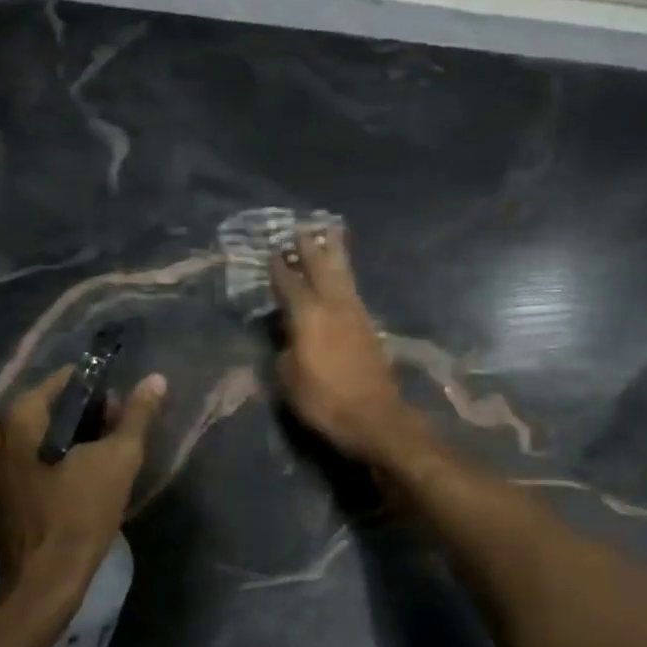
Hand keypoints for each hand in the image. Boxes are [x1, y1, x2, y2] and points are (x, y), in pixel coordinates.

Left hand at [0, 364, 167, 599]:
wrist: (44, 582)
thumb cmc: (79, 513)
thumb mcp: (118, 459)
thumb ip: (137, 416)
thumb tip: (156, 379)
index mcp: (21, 417)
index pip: (64, 380)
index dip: (98, 390)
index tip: (121, 412)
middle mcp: (0, 434)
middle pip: (48, 406)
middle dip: (83, 414)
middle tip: (112, 434)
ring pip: (37, 434)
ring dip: (68, 438)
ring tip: (97, 456)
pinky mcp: (0, 493)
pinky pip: (28, 459)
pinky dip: (52, 459)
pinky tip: (78, 480)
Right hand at [269, 226, 414, 461]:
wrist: (375, 418)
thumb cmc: (324, 400)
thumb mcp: (288, 380)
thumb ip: (284, 351)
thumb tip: (286, 338)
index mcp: (308, 315)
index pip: (289, 283)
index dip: (279, 267)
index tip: (272, 251)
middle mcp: (333, 305)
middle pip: (321, 267)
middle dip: (310, 247)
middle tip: (301, 229)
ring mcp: (355, 313)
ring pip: (343, 274)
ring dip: (333, 254)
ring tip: (328, 236)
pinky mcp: (369, 326)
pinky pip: (352, 290)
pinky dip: (344, 276)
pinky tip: (341, 277)